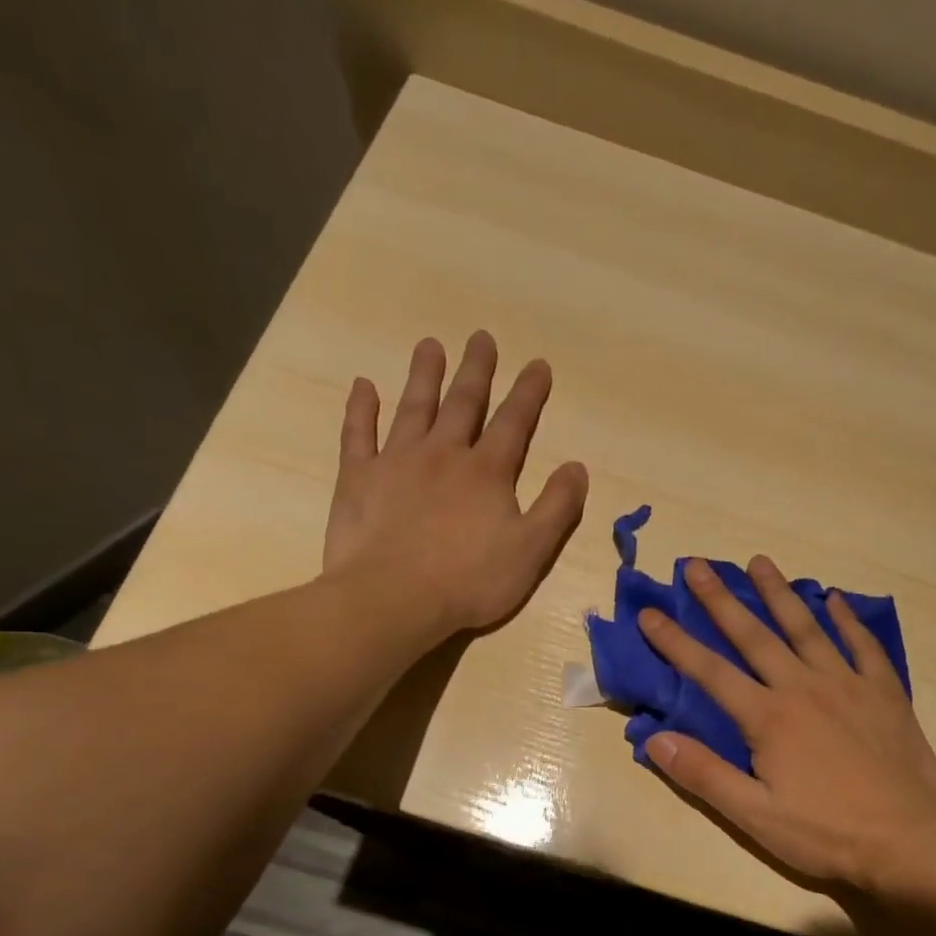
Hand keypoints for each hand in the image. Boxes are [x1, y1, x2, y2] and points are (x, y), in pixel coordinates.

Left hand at [325, 332, 587, 634]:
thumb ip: (557, 508)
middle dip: (476, 371)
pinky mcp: (358, 478)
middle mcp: (444, 455)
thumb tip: (577, 467)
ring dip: (423, 376)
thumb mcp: (531, 551)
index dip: (528, 393)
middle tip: (481, 337)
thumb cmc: (469, 581)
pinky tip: (363, 386)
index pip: (514, 424)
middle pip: (463, 403)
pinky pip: (358, 433)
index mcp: (488, 473)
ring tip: (430, 345)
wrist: (393, 598)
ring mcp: (397, 461)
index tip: (538, 364)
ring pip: (413, 408)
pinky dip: (361, 408)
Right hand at [636, 556, 935, 896]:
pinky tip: (835, 599)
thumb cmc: (825, 832)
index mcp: (768, 717)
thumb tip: (655, 739)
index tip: (649, 612)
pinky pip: (863, 645)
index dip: (675, 642)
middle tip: (697, 564)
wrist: (908, 839)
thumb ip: (703, 774)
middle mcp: (803, 688)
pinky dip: (847, 620)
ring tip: (759, 562)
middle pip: (754, 636)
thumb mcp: (754, 815)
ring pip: (807, 628)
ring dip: (779, 594)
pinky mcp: (884, 693)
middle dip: (721, 600)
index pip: (710, 671)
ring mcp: (847, 685)